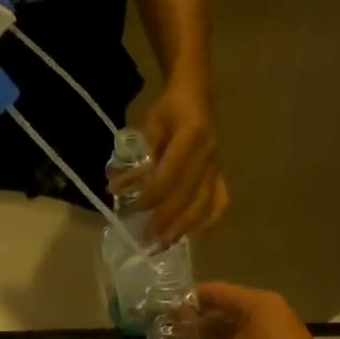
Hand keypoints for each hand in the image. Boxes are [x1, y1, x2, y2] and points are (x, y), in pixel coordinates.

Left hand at [138, 82, 228, 245]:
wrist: (196, 95)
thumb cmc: (168, 111)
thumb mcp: (149, 127)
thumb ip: (138, 158)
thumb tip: (119, 188)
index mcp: (192, 136)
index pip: (172, 174)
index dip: (154, 194)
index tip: (137, 208)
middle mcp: (209, 154)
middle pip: (189, 195)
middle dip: (167, 220)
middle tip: (147, 238)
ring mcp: (217, 166)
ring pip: (205, 204)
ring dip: (184, 227)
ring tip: (165, 243)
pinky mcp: (220, 174)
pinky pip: (219, 202)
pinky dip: (208, 221)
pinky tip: (194, 234)